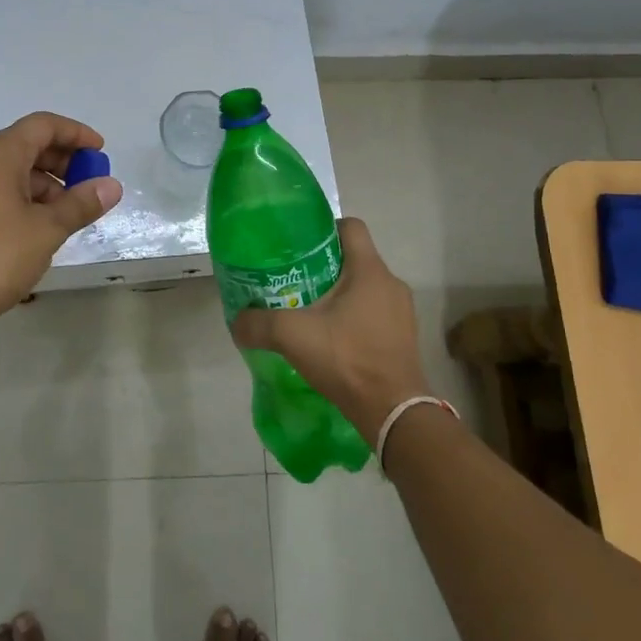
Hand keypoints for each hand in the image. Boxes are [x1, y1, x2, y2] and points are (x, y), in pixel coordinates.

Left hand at [0, 112, 122, 332]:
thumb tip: (111, 186)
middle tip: (89, 186)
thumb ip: (81, 203)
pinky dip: (23, 198)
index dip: (76, 134)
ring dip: (45, 184)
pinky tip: (40, 227)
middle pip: (27, 145)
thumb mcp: (47, 229)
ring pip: (12, 170)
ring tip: (69, 214)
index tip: (101, 153)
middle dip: (63, 162)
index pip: (43, 125)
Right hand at [231, 217, 432, 440]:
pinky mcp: (404, 337)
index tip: (300, 244)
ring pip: (365, 287)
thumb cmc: (347, 359)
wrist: (393, 412)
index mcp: (369, 270)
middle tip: (295, 279)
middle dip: (325, 265)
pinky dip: (354, 317)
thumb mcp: (292, 336)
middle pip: (355, 258)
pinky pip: (375, 313)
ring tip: (310, 310)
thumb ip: (258, 323)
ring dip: (340, 293)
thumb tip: (236, 321)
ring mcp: (401, 312)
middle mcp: (391, 283)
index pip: (351, 227)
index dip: (324, 228)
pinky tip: (332, 338)